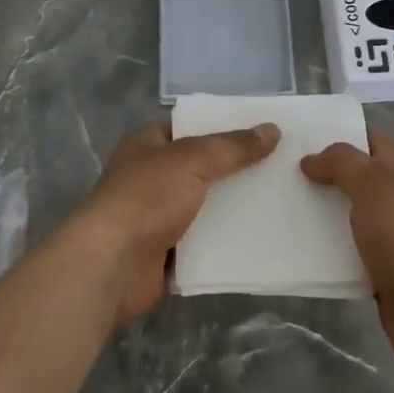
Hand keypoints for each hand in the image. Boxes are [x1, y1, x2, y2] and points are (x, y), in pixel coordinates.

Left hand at [78, 119, 279, 324]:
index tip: (264, 131)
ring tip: (279, 199)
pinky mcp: (166, 251)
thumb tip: (272, 129)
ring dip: (234, 206)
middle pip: (202, 166)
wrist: (111, 265)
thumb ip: (232, 147)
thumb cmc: (146, 199)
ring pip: (205, 205)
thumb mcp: (193, 160)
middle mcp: (151, 175)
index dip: (225, 126)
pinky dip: (226, 240)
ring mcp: (157, 215)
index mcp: (148, 143)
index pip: (191, 127)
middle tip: (281, 166)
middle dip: (236, 168)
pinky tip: (261, 236)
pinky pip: (204, 240)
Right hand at [301, 131, 393, 388]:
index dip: (340, 132)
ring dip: (319, 211)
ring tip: (280, 205)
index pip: (370, 140)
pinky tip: (296, 246)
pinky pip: (345, 250)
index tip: (301, 135)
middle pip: (354, 177)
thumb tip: (310, 160)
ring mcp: (387, 236)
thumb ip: (342, 164)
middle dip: (322, 173)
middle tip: (280, 170)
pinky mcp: (377, 269)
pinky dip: (325, 248)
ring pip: (346, 214)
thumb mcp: (374, 184)